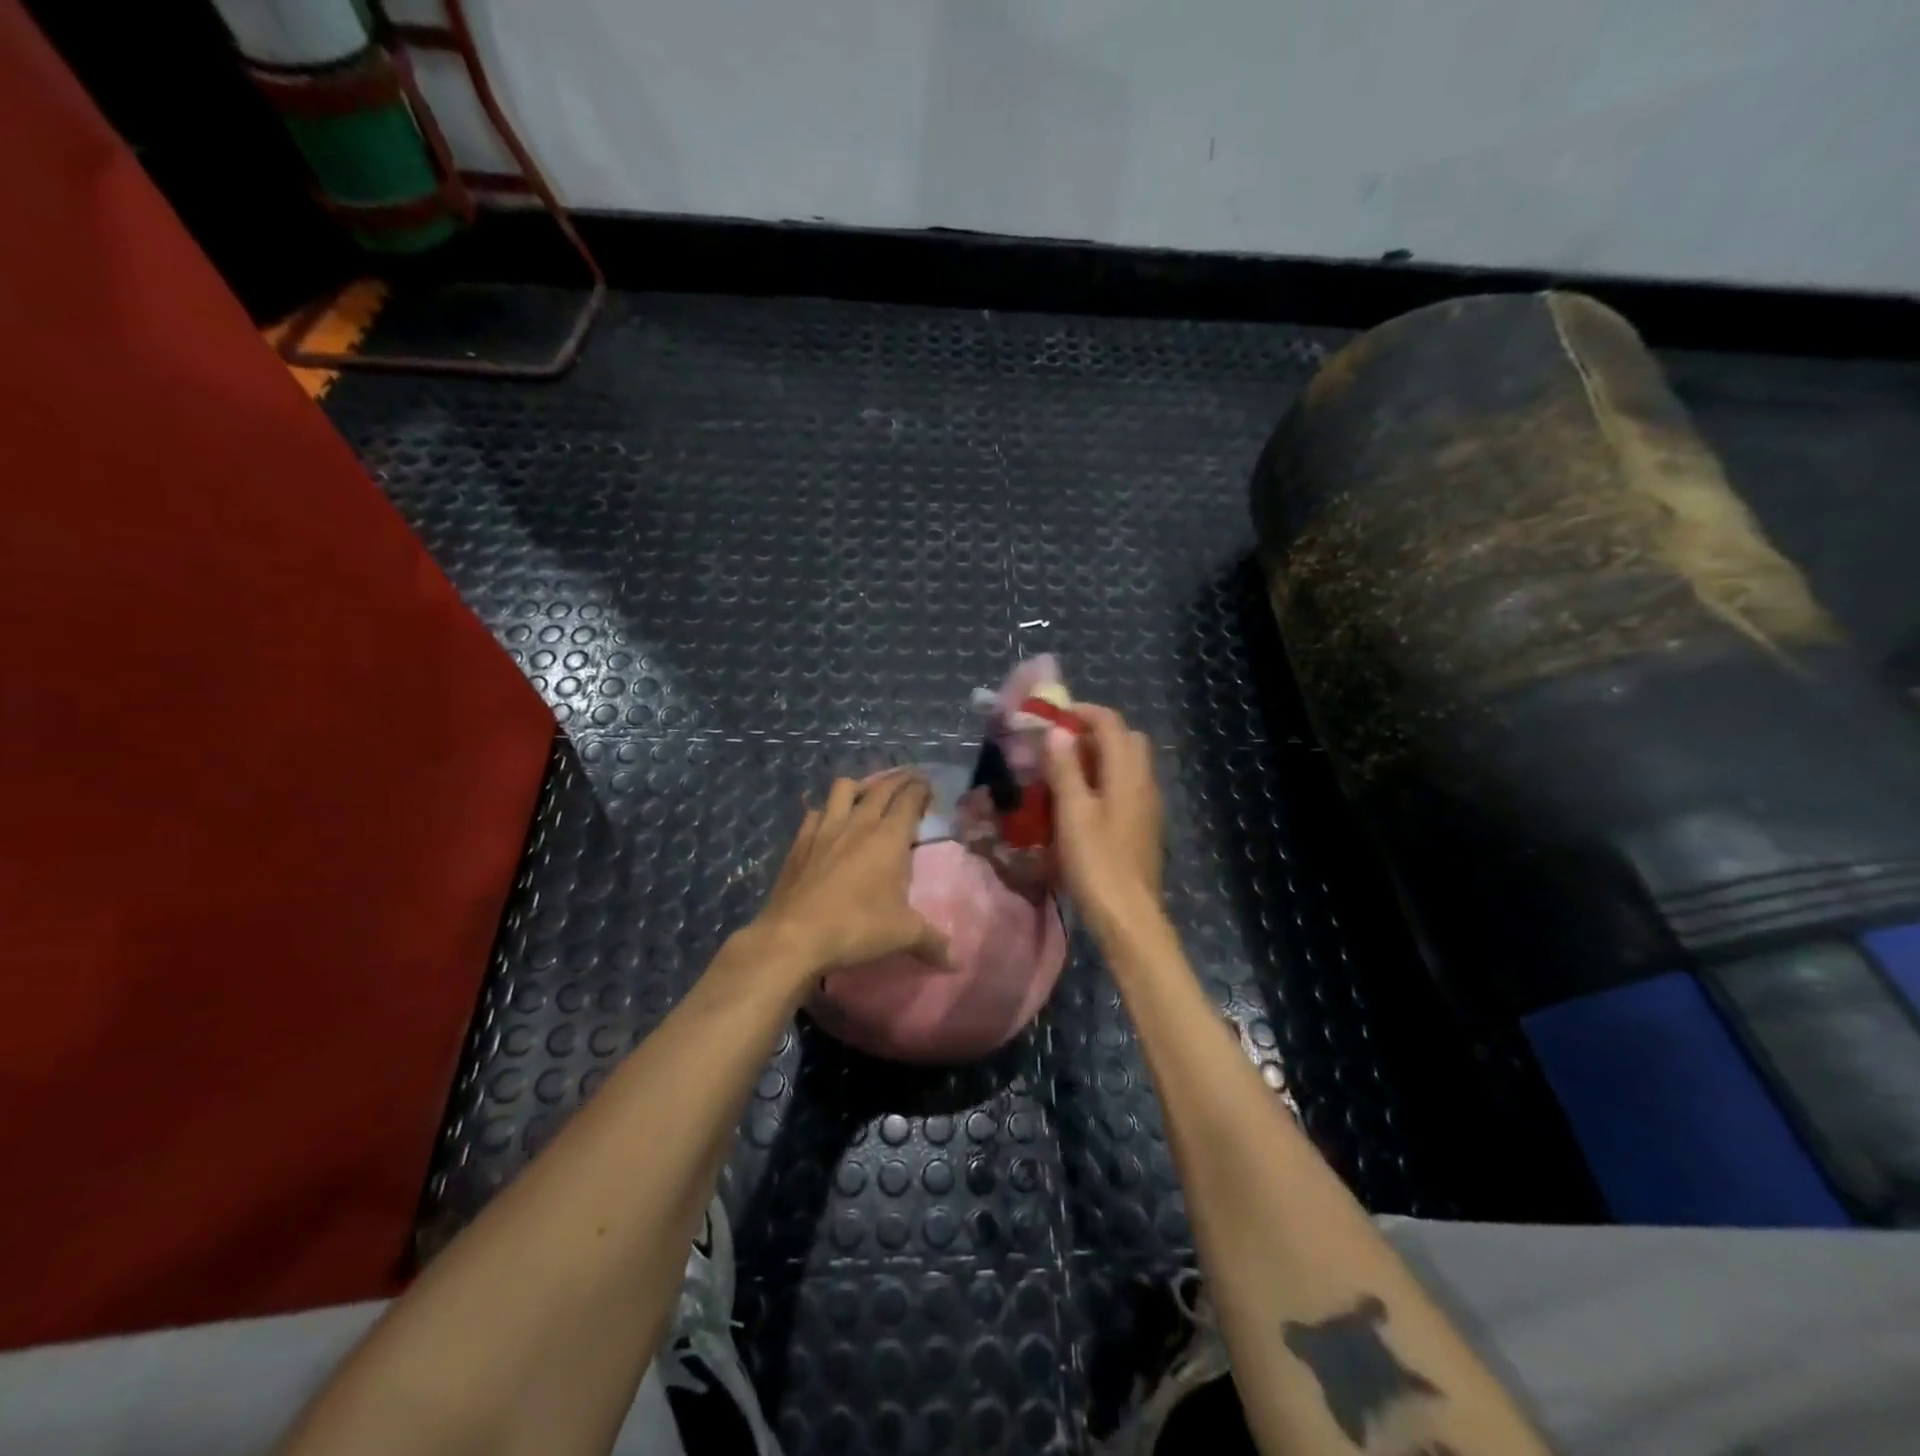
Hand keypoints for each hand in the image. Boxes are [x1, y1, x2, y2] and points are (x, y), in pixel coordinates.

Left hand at [752, 770, 949, 982]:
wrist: (793, 936)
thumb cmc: (856, 928)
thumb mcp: (903, 936)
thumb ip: (932, 942)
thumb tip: (955, 961)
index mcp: (889, 838)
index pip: (909, 800)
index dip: (921, 789)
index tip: (928, 785)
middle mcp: (858, 824)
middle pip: (881, 788)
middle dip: (898, 780)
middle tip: (909, 780)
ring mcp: (825, 829)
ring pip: (844, 789)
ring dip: (860, 786)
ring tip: (868, 795)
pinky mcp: (800, 842)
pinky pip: (815, 813)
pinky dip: (826, 811)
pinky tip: (828, 822)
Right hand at [1045, 704, 1165, 939]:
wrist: (1129, 916)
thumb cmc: (1097, 862)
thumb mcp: (1073, 812)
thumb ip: (1066, 768)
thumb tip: (1058, 731)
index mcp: (1128, 773)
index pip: (1111, 723)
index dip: (1082, 712)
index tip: (1052, 717)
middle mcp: (1144, 782)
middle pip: (1125, 739)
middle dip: (1093, 732)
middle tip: (1059, 745)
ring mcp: (1147, 805)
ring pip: (1127, 764)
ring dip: (1098, 757)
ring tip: (1063, 772)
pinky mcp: (1143, 825)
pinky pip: (1126, 787)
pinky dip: (1104, 780)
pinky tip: (1080, 803)